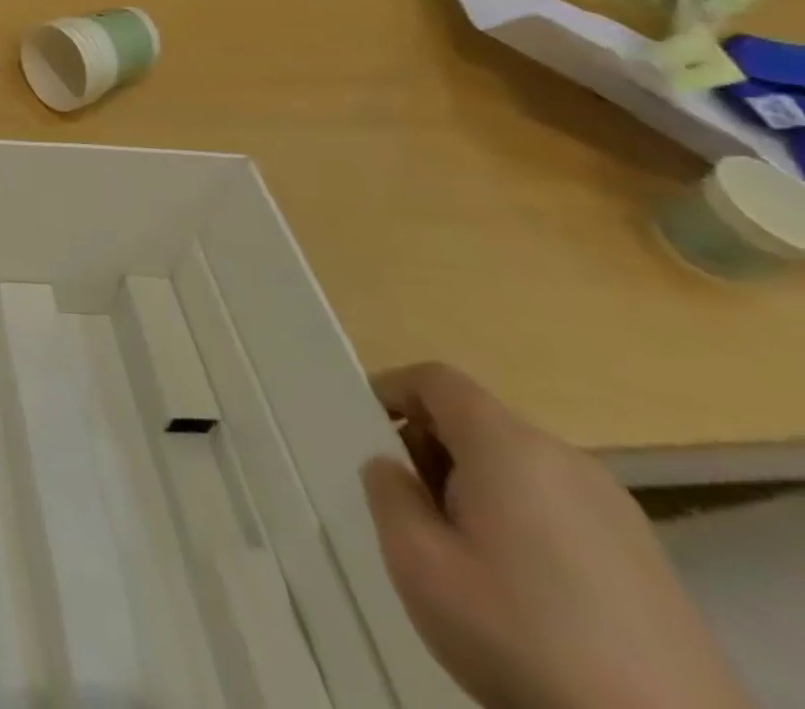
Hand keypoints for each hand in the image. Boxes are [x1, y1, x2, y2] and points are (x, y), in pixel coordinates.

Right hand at [362, 363, 746, 708]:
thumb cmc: (522, 636)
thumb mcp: (418, 561)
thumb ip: (388, 492)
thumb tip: (392, 467)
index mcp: (509, 445)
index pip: (436, 378)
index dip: (391, 390)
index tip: (365, 434)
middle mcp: (567, 460)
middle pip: (477, 421)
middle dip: (430, 447)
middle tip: (410, 506)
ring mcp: (618, 512)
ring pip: (517, 466)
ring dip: (473, 487)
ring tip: (461, 553)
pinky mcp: (649, 562)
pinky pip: (558, 507)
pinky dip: (521, 521)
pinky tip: (522, 590)